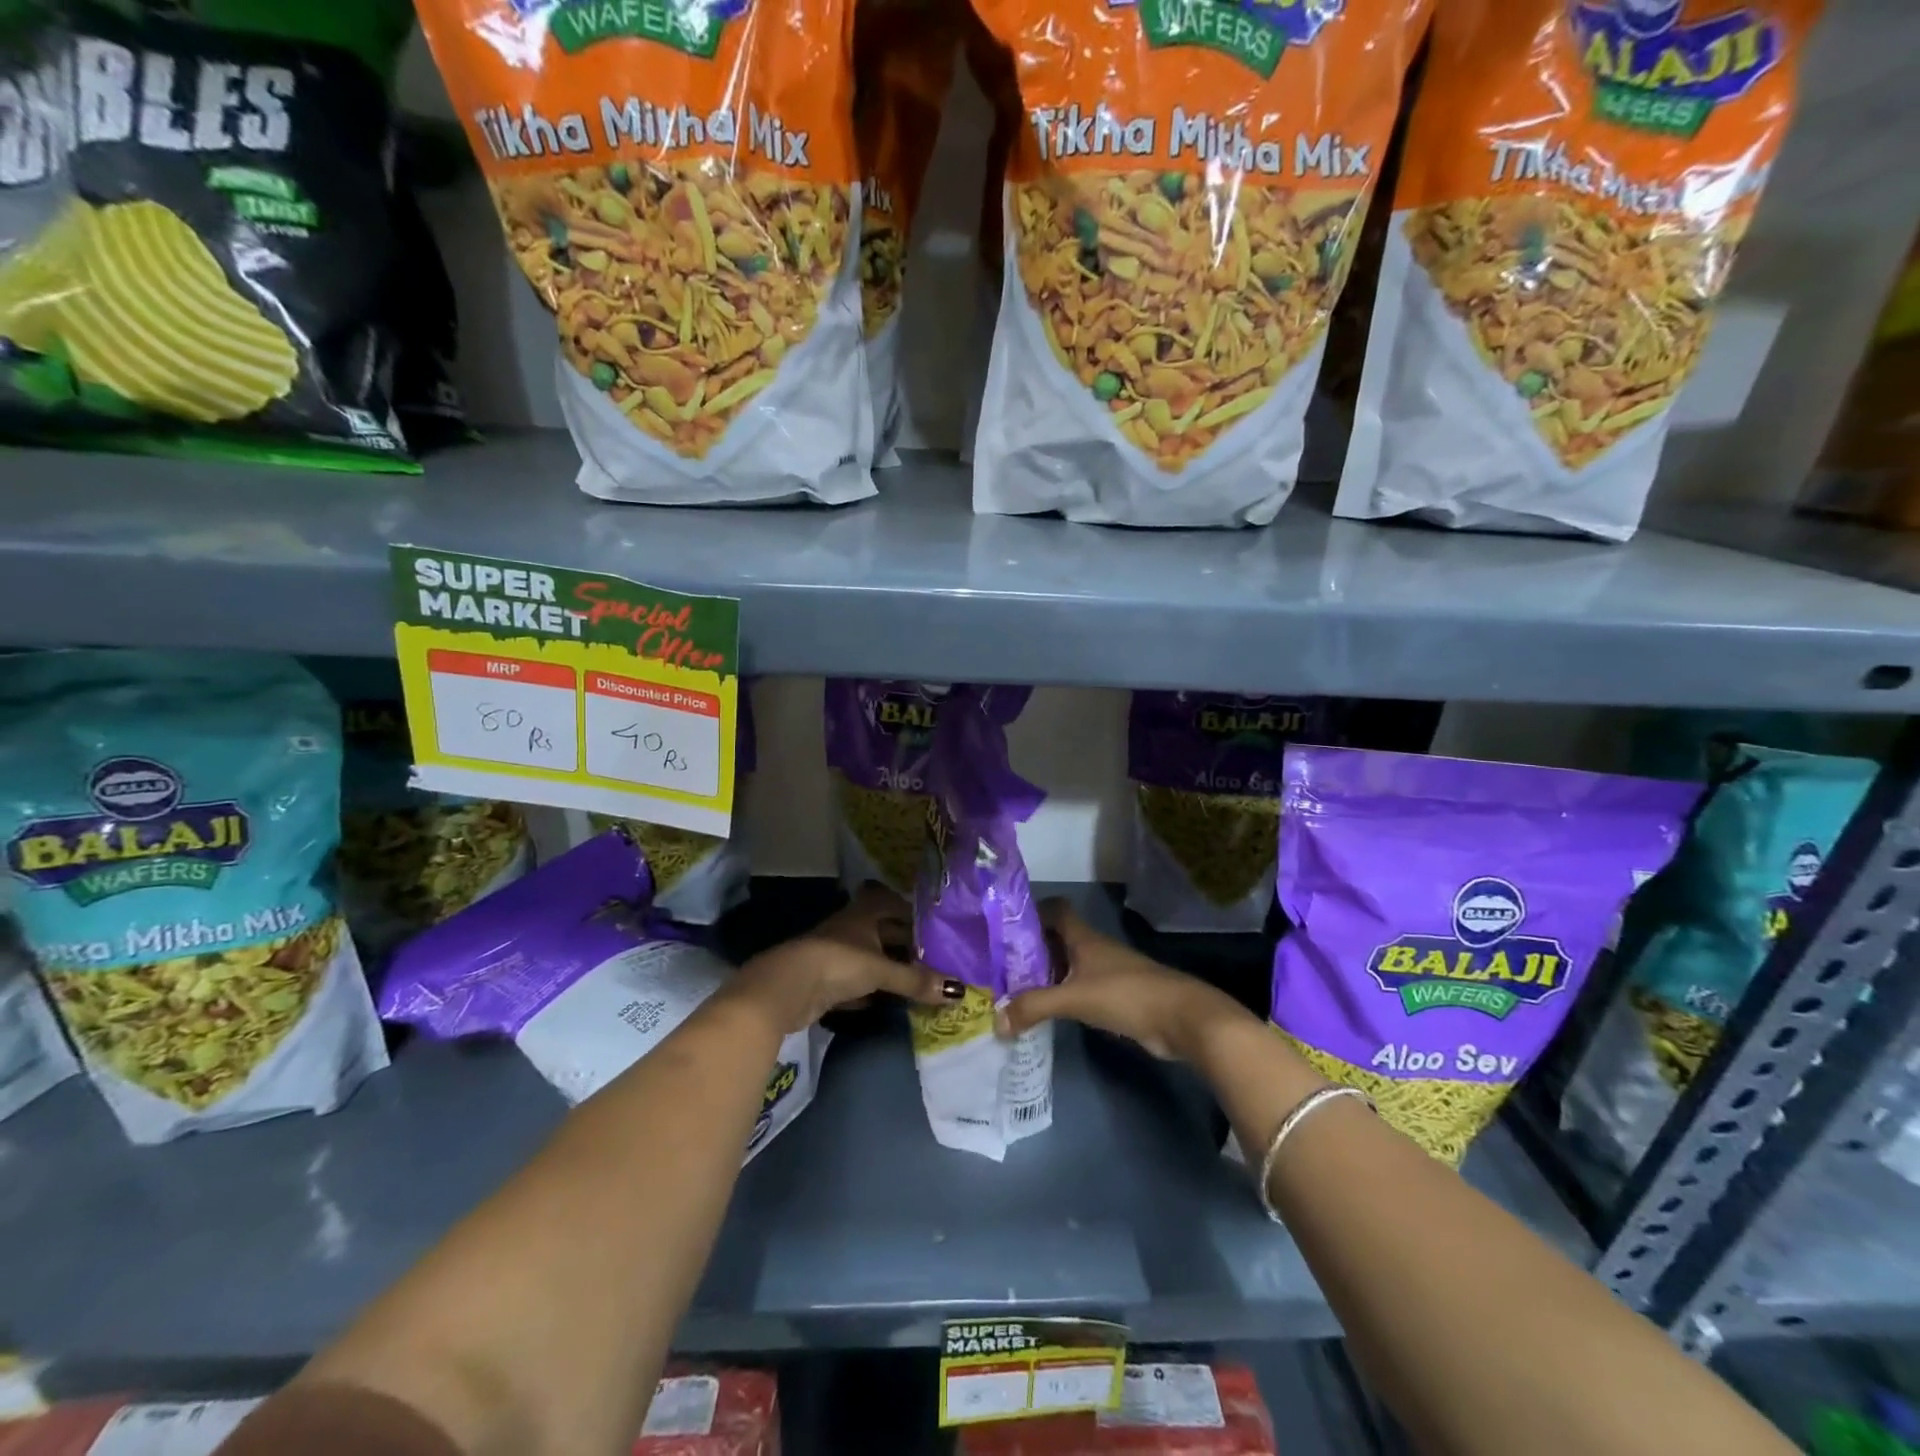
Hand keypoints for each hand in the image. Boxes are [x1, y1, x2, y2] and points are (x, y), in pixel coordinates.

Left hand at [731, 884, 959, 1033]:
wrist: (786, 988)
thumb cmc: (838, 963)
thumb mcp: (881, 970)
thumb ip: (916, 980)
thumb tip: (959, 991)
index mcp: (863, 914)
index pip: (890, 902)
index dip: (909, 909)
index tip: (934, 922)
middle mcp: (850, 929)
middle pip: (881, 931)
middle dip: (904, 942)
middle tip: (934, 954)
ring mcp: (835, 955)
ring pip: (869, 957)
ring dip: (888, 967)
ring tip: (918, 978)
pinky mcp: (825, 982)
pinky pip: (856, 983)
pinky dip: (871, 990)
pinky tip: (886, 1001)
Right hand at [998, 899, 1255, 1060]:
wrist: (1182, 1018)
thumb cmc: (1126, 995)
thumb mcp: (1074, 998)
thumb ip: (1034, 1007)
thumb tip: (996, 1021)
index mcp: (1084, 937)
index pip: (1055, 910)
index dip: (1032, 913)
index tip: (1005, 928)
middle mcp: (1094, 948)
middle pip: (1058, 939)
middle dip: (1031, 949)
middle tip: (1000, 966)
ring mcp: (1108, 972)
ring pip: (1069, 965)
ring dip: (1046, 975)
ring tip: (1015, 991)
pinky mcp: (1117, 997)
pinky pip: (1081, 989)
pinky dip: (1063, 996)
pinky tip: (1048, 1012)